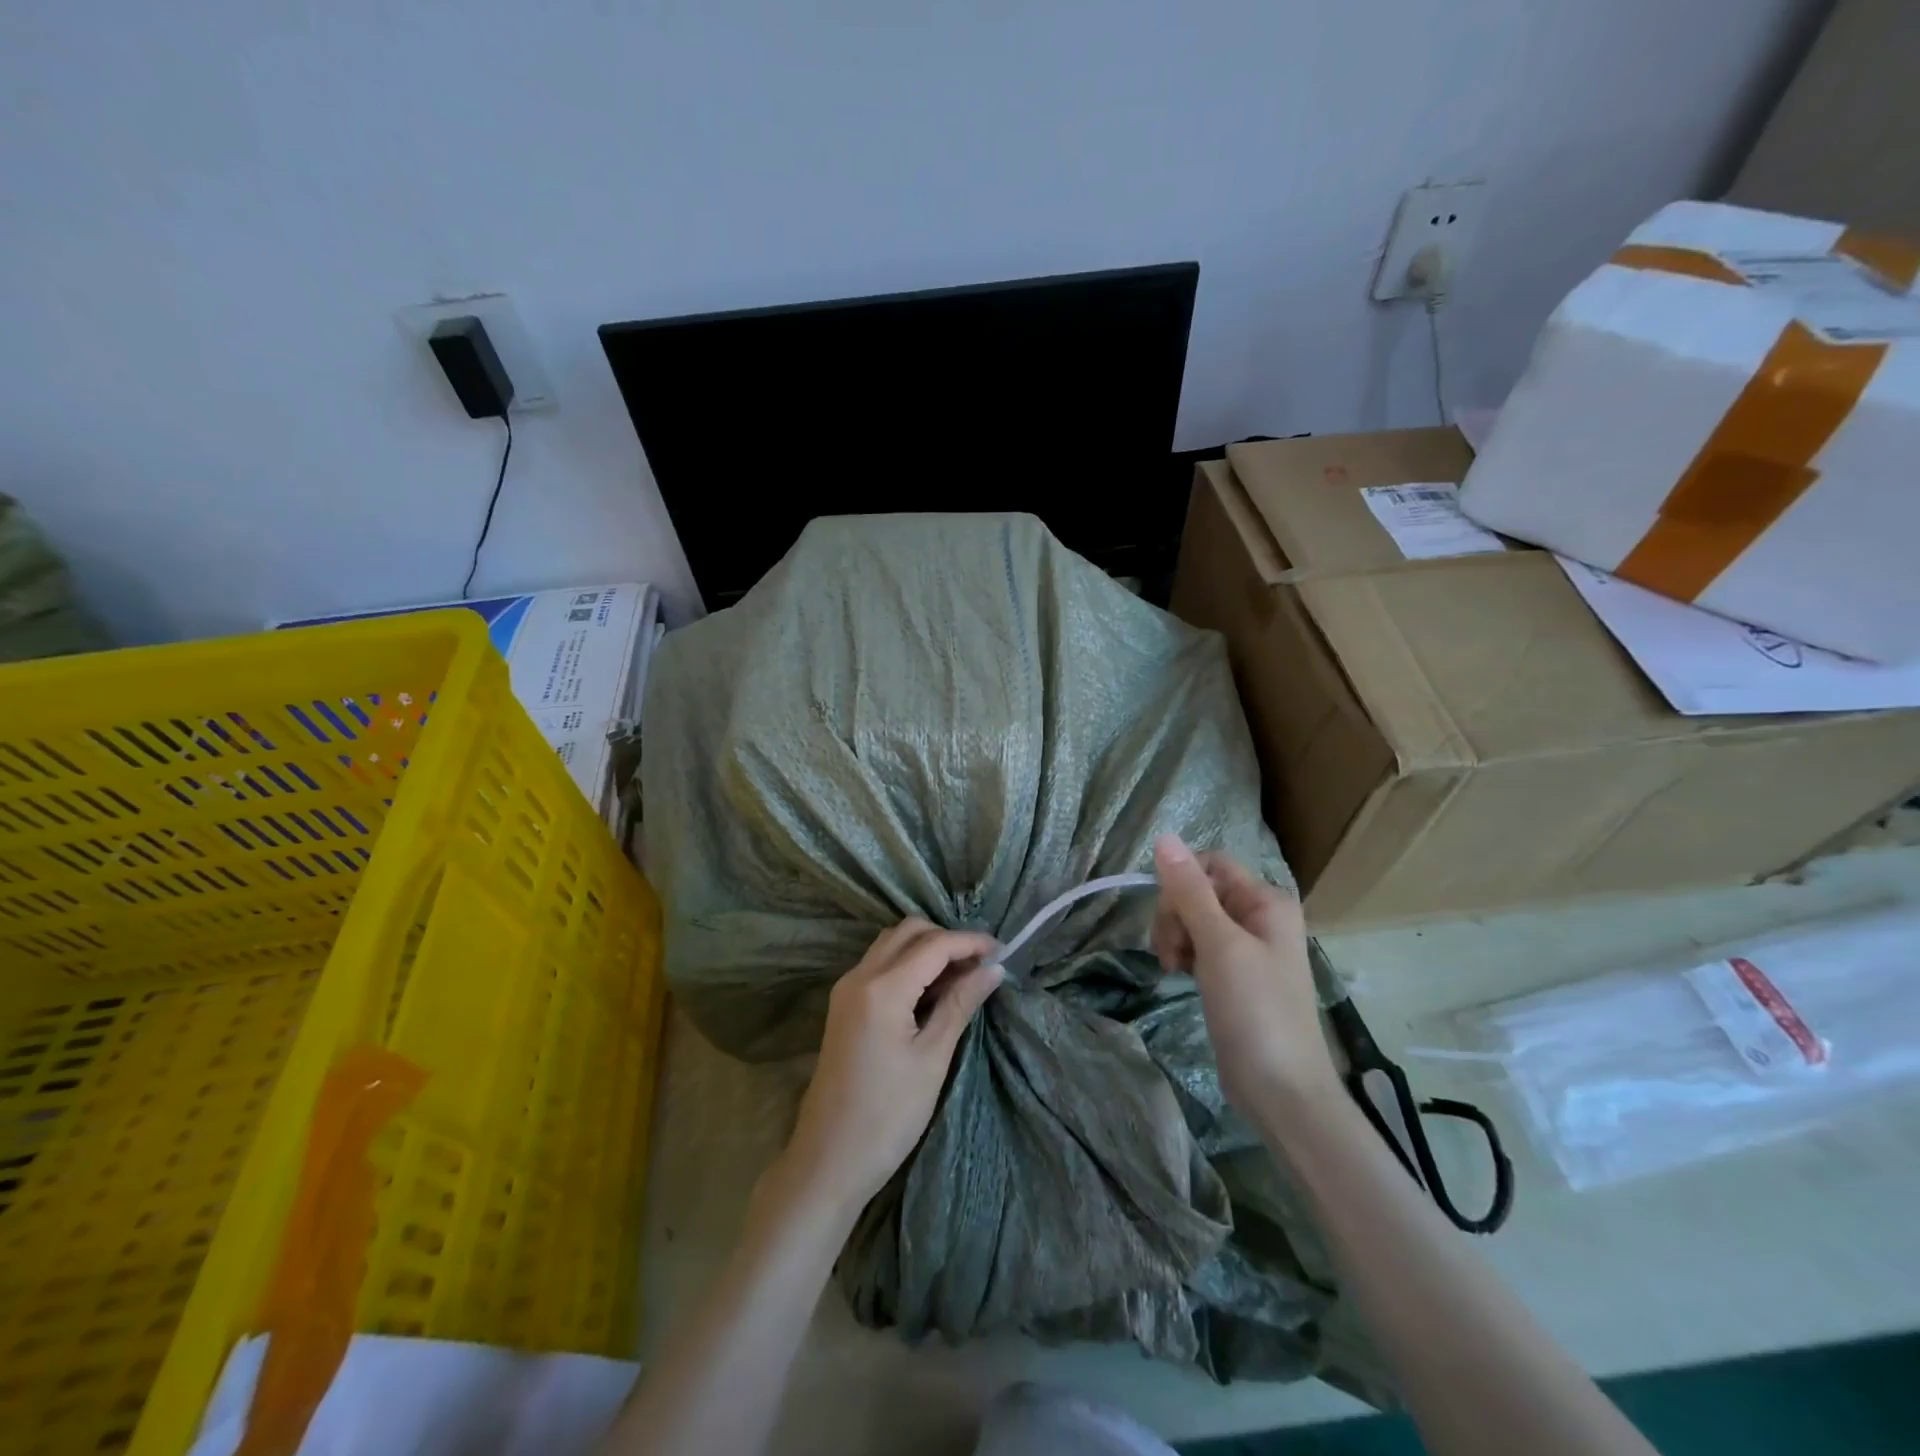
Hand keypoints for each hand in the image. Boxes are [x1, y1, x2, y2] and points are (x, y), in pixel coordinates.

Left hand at [773, 919, 1002, 1217]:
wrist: (828, 1160)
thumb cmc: (888, 1116)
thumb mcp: (932, 1059)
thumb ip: (960, 1004)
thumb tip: (993, 969)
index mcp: (882, 988)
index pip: (934, 944)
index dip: (970, 942)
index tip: (1003, 951)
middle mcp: (860, 976)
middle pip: (909, 931)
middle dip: (947, 938)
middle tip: (981, 964)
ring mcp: (847, 988)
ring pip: (892, 943)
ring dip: (927, 948)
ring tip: (962, 976)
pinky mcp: (843, 1004)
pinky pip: (880, 963)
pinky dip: (908, 963)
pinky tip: (932, 989)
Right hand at [1150, 834, 1336, 1112]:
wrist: (1282, 1092)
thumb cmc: (1256, 1011)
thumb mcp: (1220, 945)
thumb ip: (1190, 890)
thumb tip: (1164, 836)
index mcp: (1266, 901)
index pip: (1210, 864)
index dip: (1181, 883)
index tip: (1169, 919)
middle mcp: (1259, 916)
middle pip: (1198, 890)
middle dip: (1175, 915)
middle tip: (1171, 953)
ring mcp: (1247, 947)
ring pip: (1193, 917)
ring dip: (1175, 936)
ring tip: (1174, 969)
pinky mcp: (1233, 974)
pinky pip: (1199, 944)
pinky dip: (1184, 954)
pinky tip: (1179, 975)